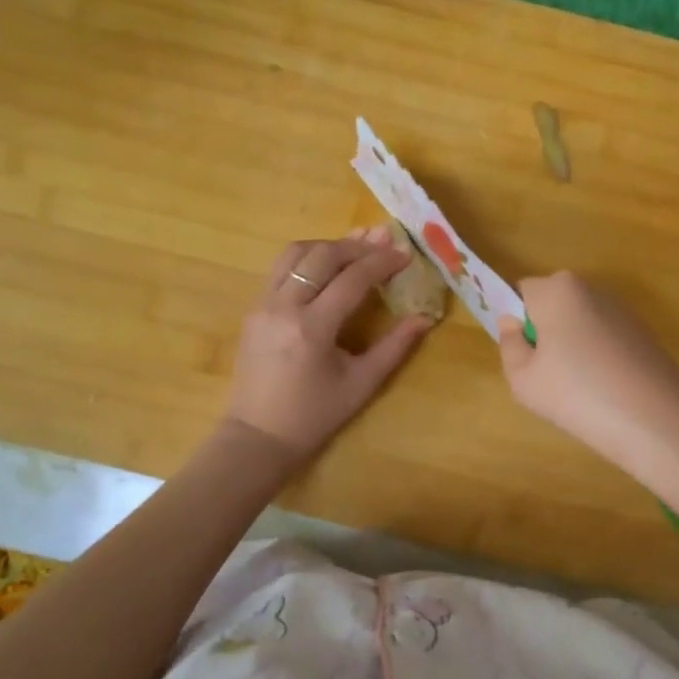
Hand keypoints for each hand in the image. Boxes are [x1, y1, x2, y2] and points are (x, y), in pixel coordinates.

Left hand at [225, 229, 432, 460]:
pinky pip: (280, 269)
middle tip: (384, 241)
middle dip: (356, 246)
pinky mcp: (253, 309)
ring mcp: (263, 305)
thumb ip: (394, 347)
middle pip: (322, 256)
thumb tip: (425, 318)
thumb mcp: (361, 384)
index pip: (352, 279)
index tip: (405, 254)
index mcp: (312, 328)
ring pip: (294, 253)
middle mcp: (283, 307)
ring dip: (327, 245)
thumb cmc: (313, 416)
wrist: (256, 438)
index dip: (381, 262)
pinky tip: (326, 266)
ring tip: (355, 248)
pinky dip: (307, 259)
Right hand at [496, 273, 678, 477]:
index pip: (520, 292)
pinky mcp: (643, 332)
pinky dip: (598, 356)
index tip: (521, 354)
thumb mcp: (522, 379)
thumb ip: (509, 344)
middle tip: (544, 374)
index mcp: (557, 290)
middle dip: (544, 331)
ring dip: (571, 344)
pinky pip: (604, 337)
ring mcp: (621, 309)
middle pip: (552, 304)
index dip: (514, 321)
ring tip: (578, 388)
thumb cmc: (577, 395)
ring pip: (579, 322)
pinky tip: (605, 390)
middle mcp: (590, 289)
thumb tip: (512, 324)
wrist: (655, 421)